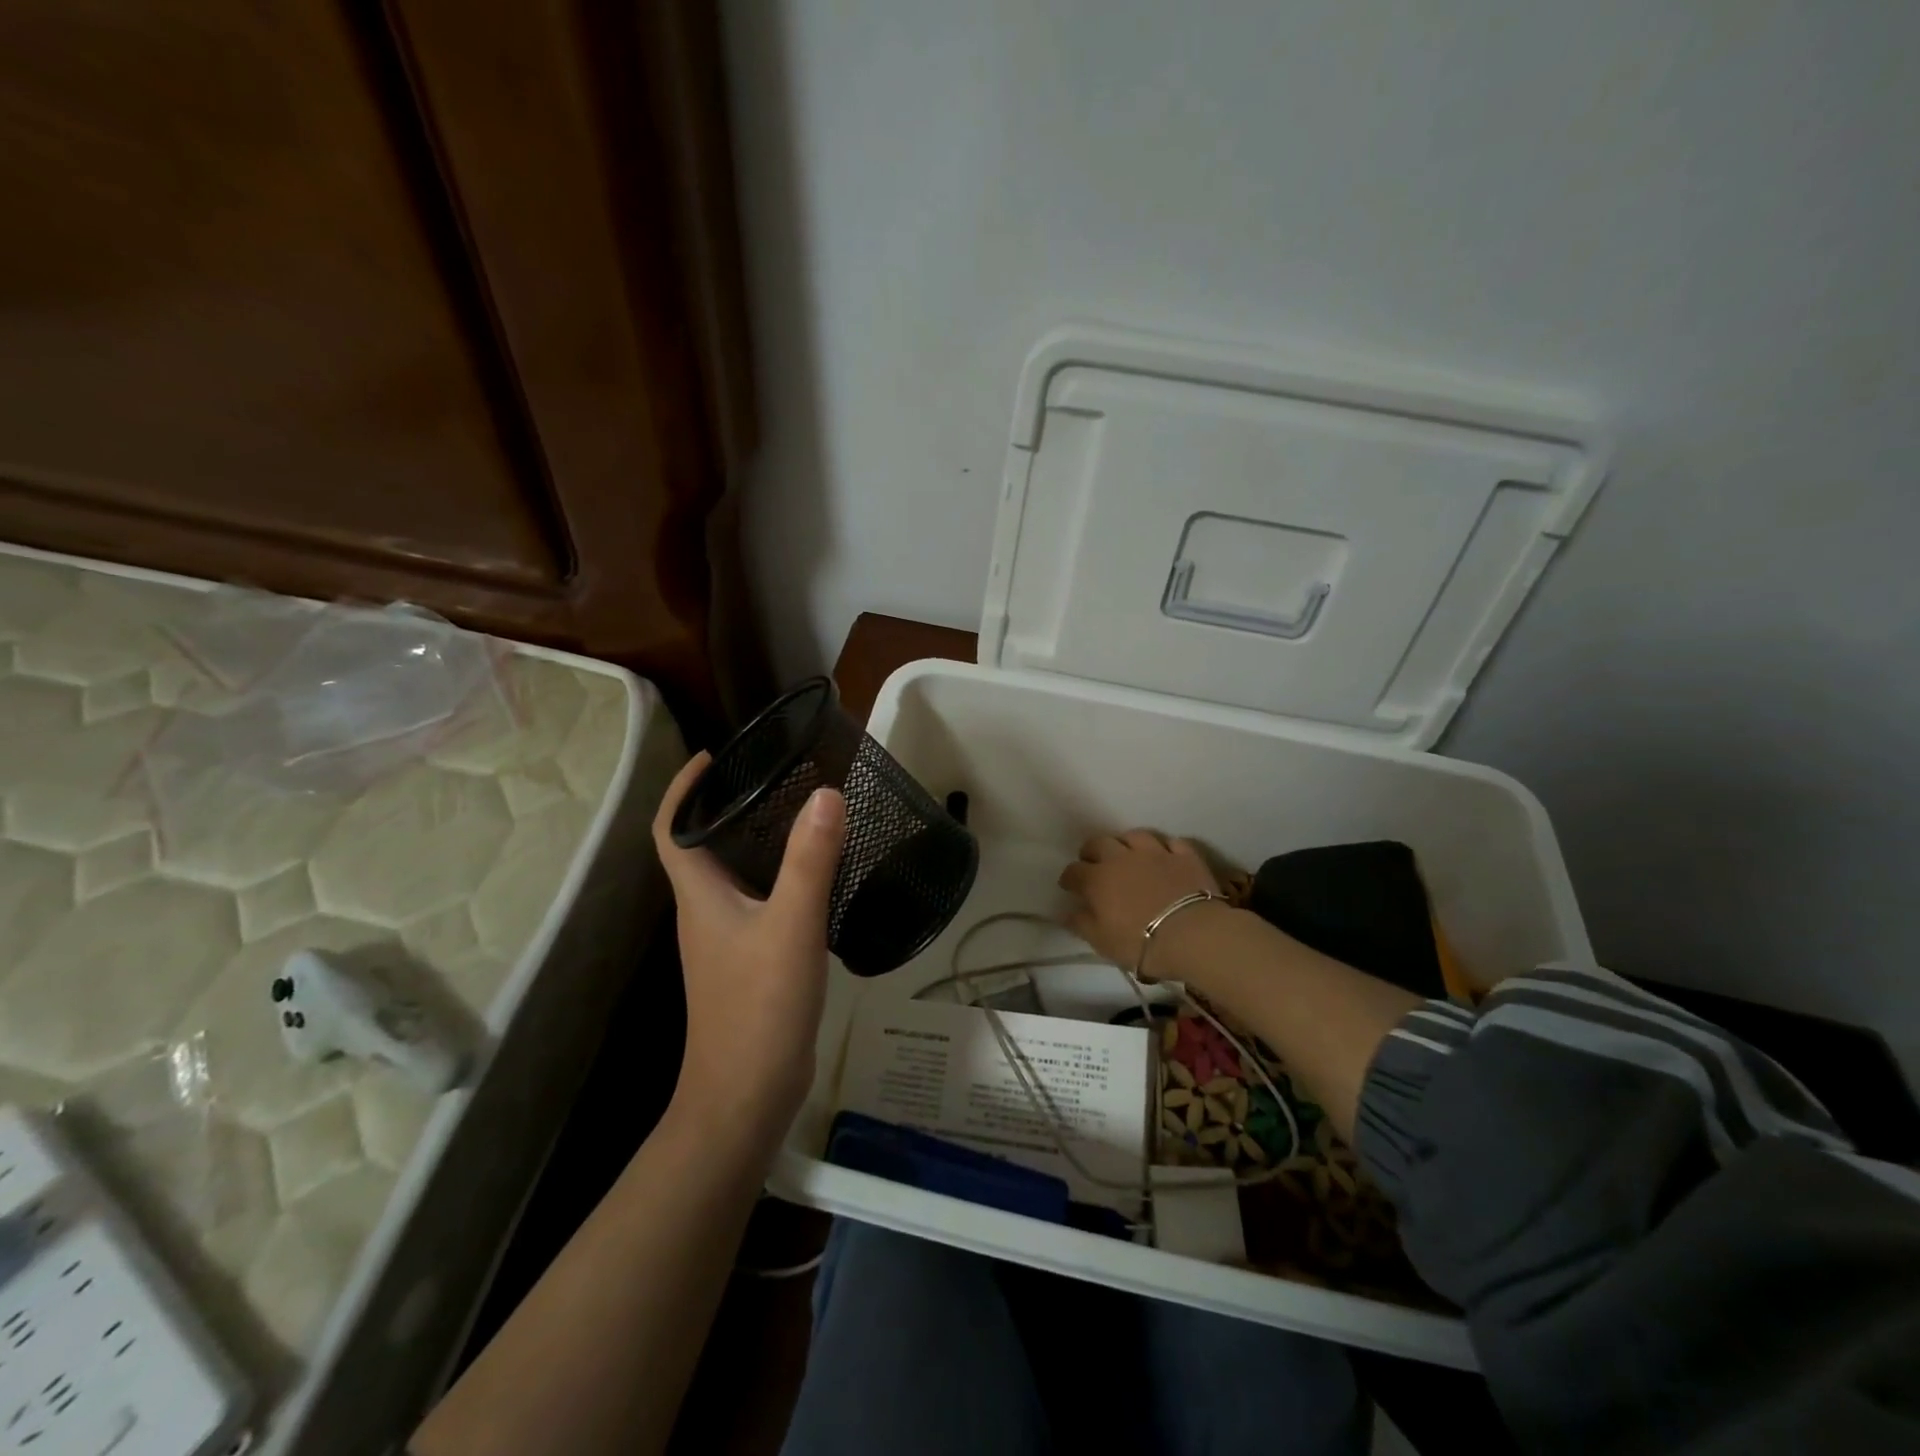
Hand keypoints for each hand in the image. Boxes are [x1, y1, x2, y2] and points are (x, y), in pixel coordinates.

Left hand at [652, 753, 846, 1137]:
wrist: (748, 1095)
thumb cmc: (759, 1006)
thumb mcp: (792, 926)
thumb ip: (810, 860)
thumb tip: (825, 793)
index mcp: (701, 896)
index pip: (672, 829)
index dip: (684, 788)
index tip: (715, 756)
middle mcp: (705, 912)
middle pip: (703, 846)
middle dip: (729, 806)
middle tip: (775, 776)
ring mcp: (726, 940)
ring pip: (734, 875)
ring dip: (756, 841)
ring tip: (800, 813)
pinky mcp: (750, 961)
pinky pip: (759, 902)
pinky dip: (779, 877)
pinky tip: (817, 876)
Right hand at [1058, 830, 1223, 974]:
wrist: (1192, 935)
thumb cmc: (1140, 942)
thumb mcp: (1102, 942)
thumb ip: (1081, 924)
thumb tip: (1066, 913)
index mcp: (1097, 879)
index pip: (1074, 871)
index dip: (1069, 878)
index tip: (1069, 886)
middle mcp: (1122, 858)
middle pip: (1100, 843)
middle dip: (1091, 850)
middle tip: (1092, 861)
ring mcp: (1155, 853)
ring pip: (1135, 836)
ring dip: (1126, 842)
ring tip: (1127, 853)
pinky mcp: (1184, 855)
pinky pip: (1172, 842)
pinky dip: (1165, 847)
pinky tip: (1165, 855)